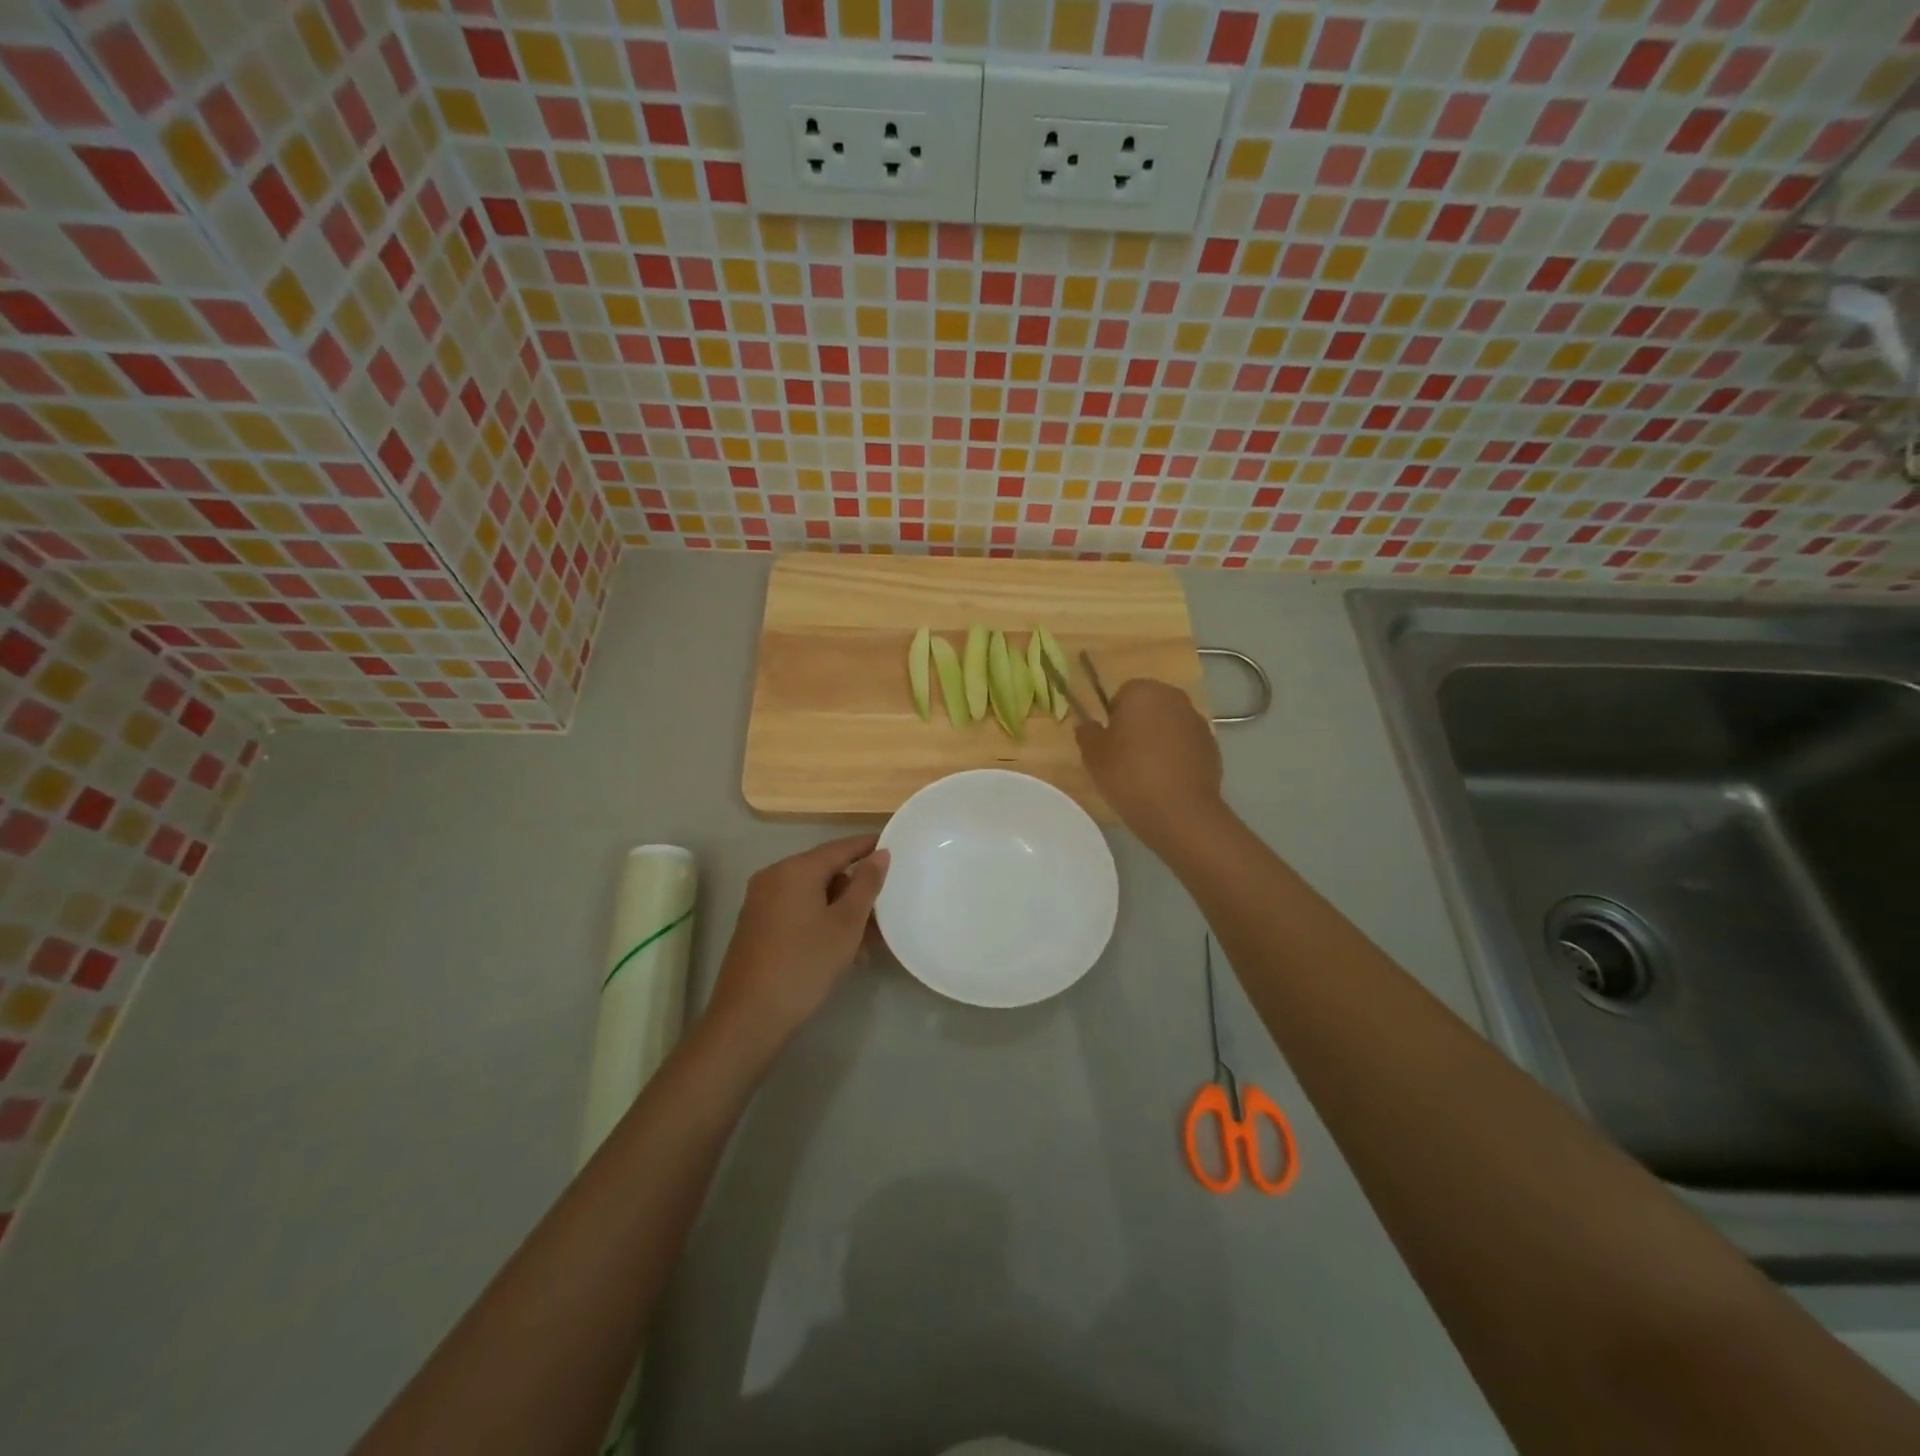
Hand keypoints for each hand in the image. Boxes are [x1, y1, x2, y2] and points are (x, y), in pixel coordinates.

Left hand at [705, 834, 888, 1054]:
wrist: (748, 1017)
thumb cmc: (804, 965)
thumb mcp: (846, 925)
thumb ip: (866, 884)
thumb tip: (880, 853)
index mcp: (795, 869)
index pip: (840, 847)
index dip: (868, 847)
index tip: (895, 849)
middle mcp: (774, 877)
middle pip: (826, 872)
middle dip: (856, 893)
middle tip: (883, 918)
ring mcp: (761, 901)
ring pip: (813, 896)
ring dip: (841, 914)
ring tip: (865, 948)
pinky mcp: (756, 924)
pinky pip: (797, 911)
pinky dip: (820, 923)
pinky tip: (839, 953)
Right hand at [1076, 678, 1223, 848]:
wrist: (1178, 811)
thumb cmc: (1128, 774)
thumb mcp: (1092, 755)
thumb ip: (1087, 732)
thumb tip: (1088, 724)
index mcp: (1143, 691)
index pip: (1123, 694)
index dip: (1113, 717)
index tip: (1109, 742)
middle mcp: (1174, 698)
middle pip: (1149, 706)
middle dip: (1138, 725)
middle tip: (1124, 756)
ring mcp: (1198, 722)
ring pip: (1169, 725)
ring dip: (1159, 740)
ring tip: (1147, 772)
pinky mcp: (1212, 747)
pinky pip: (1186, 745)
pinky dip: (1177, 756)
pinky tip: (1167, 781)